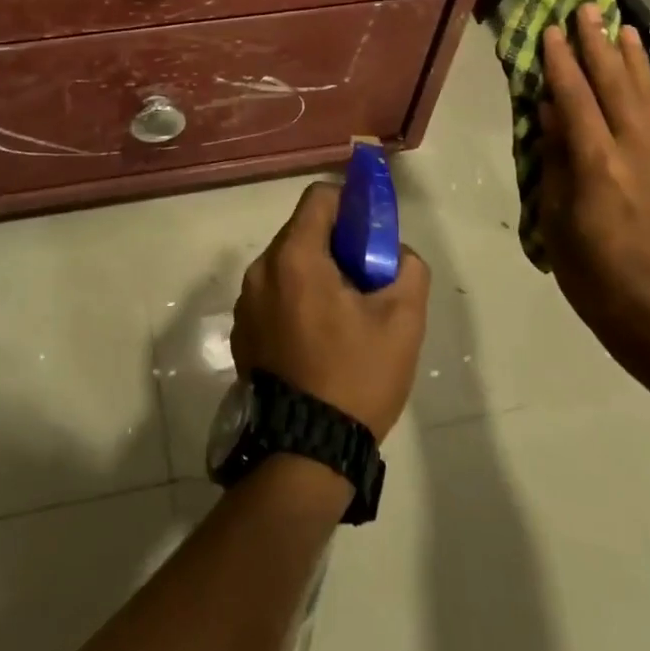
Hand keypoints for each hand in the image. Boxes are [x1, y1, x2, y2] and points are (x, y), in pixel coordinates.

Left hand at [231, 181, 430, 439]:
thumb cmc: (354, 378)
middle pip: (302, 231)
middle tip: (366, 277)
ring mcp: (246, 301)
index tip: (371, 232)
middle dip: (336, 243)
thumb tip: (395, 254)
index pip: (319, 197)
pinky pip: (273, 294)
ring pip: (287, 264)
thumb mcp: (402, 322)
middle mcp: (261, 269)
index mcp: (294, 257)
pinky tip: (319, 339)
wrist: (303, 453)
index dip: (350, 203)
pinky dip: (296, 299)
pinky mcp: (242, 331)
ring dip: (316, 272)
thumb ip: (407, 269)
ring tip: (345, 314)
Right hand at [536, 4, 649, 362]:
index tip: (551, 30)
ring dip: (631, 59)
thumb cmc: (592, 274)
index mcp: (598, 165)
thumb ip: (556, 160)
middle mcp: (634, 153)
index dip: (561, 63)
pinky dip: (647, 87)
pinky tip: (641, 75)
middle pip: (615, 87)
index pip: (576, 100)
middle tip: (588, 9)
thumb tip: (550, 112)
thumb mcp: (556, 218)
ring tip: (622, 26)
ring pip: (645, 97)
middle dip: (599, 46)